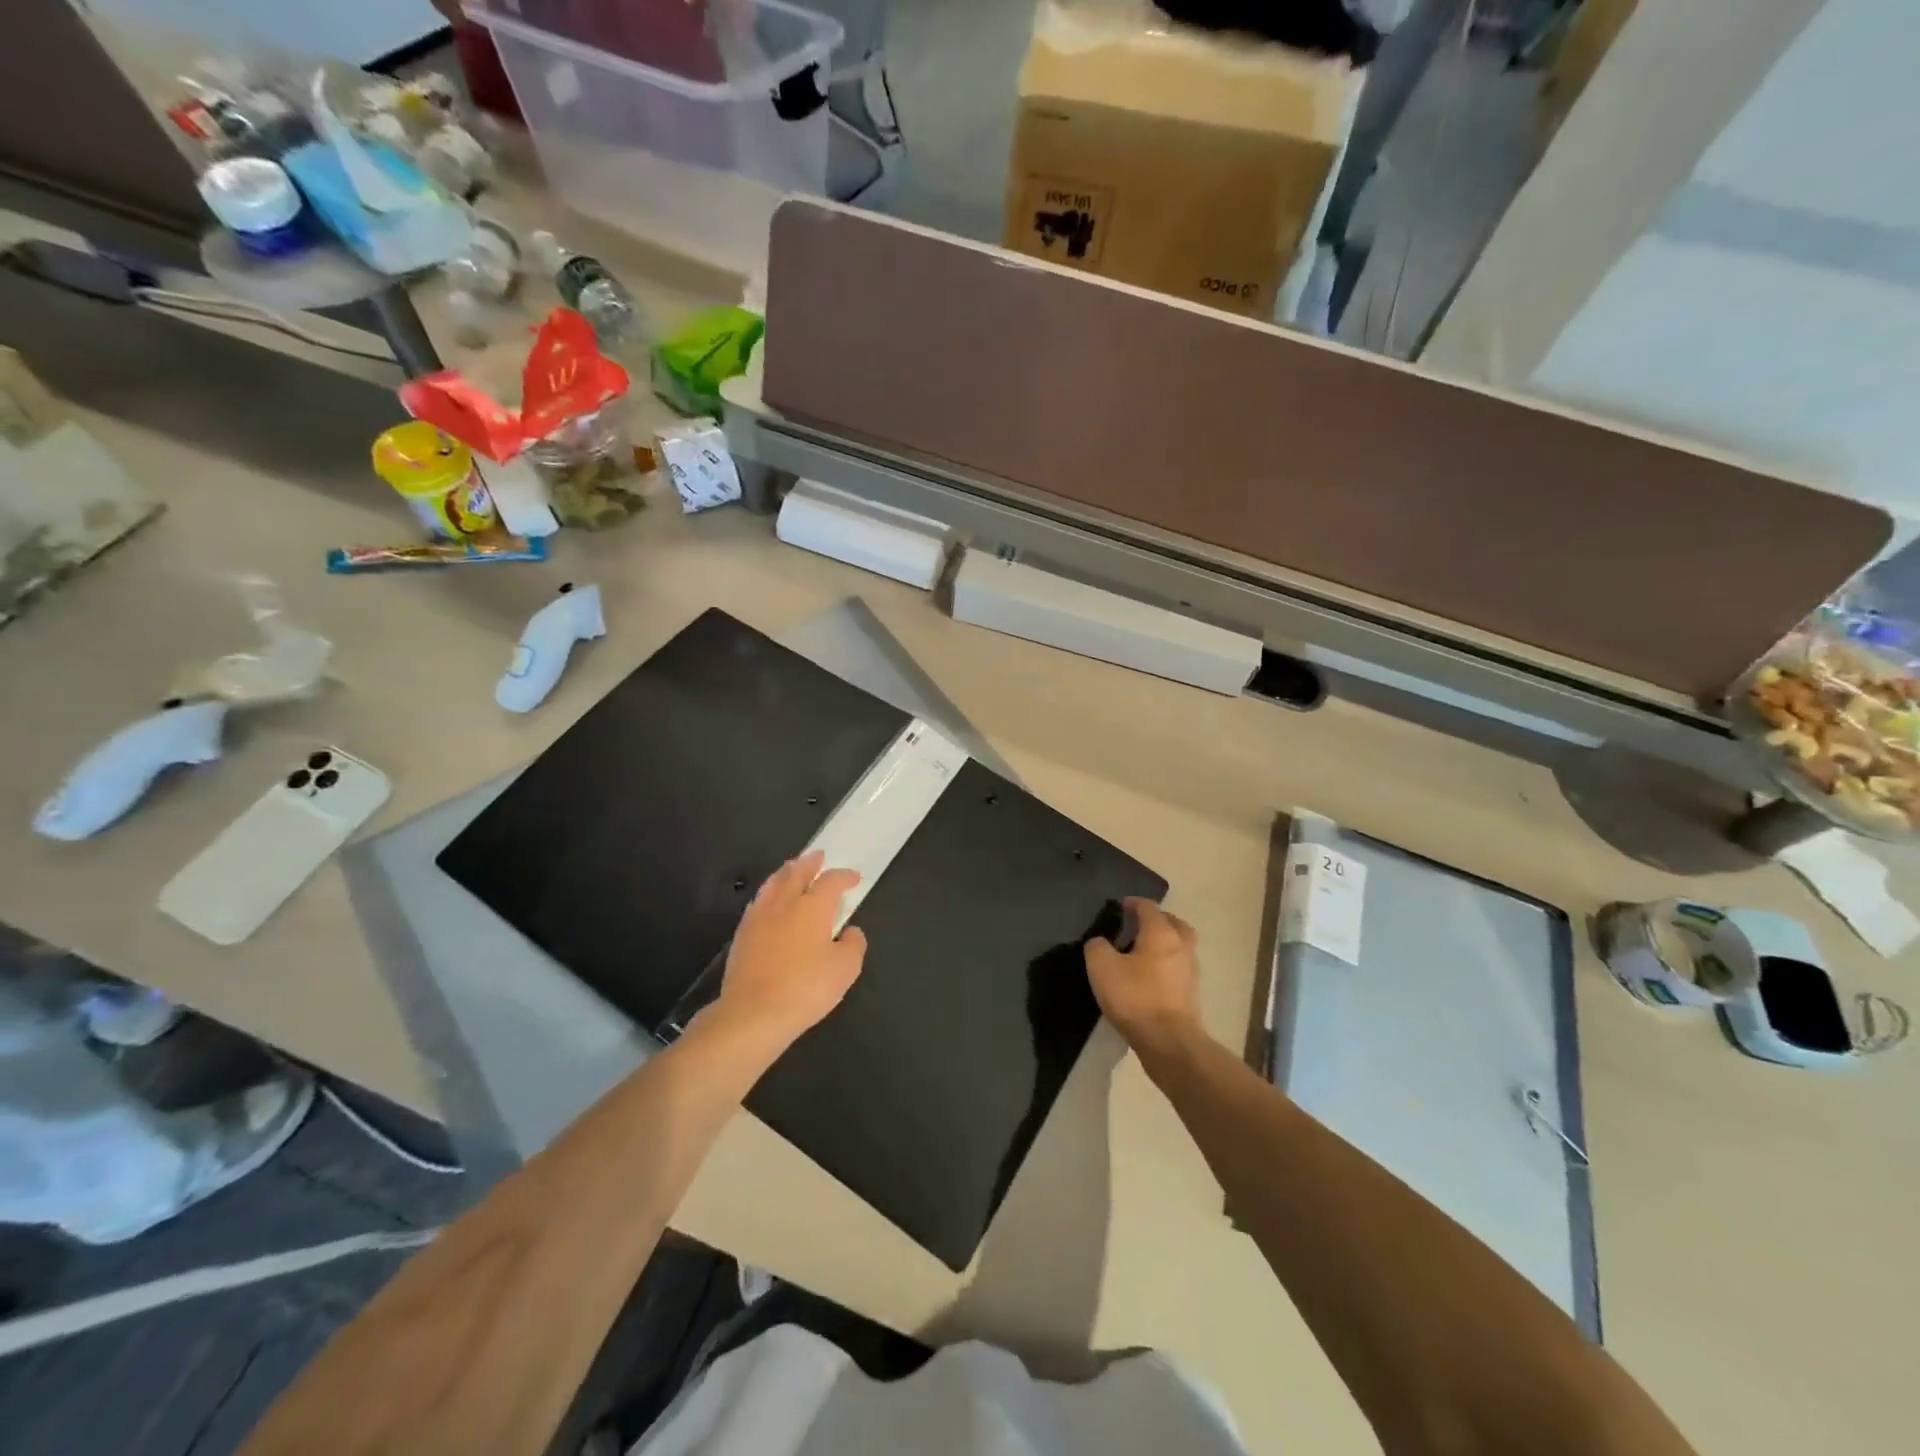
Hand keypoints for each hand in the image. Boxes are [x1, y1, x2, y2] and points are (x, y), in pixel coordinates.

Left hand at [708, 850, 866, 1056]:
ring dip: (786, 872)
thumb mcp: (845, 969)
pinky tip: (769, 901)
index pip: (831, 881)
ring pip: (773, 884)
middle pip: (796, 873)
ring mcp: (759, 917)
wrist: (753, 1013)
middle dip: (809, 863)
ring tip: (791, 869)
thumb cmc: (806, 988)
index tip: (853, 878)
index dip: (844, 876)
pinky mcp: (742, 935)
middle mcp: (784, 903)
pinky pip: (758, 902)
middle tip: (817, 856)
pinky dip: (769, 893)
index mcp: (812, 907)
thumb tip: (849, 931)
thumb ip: (853, 944)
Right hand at [1085, 898, 1204, 1061]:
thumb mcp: (1102, 967)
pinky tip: (1149, 978)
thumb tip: (1101, 943)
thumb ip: (1097, 947)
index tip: (1121, 905)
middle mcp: (1181, 947)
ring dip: (1165, 944)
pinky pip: (1178, 969)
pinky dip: (1166, 966)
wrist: (1169, 1042)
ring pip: (1179, 947)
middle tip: (1139, 925)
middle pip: (1174, 923)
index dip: (1134, 903)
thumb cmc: (1135, 997)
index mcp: (1161, 933)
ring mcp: (1190, 972)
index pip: (1149, 907)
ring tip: (1142, 952)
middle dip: (1158, 920)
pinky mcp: (1190, 995)